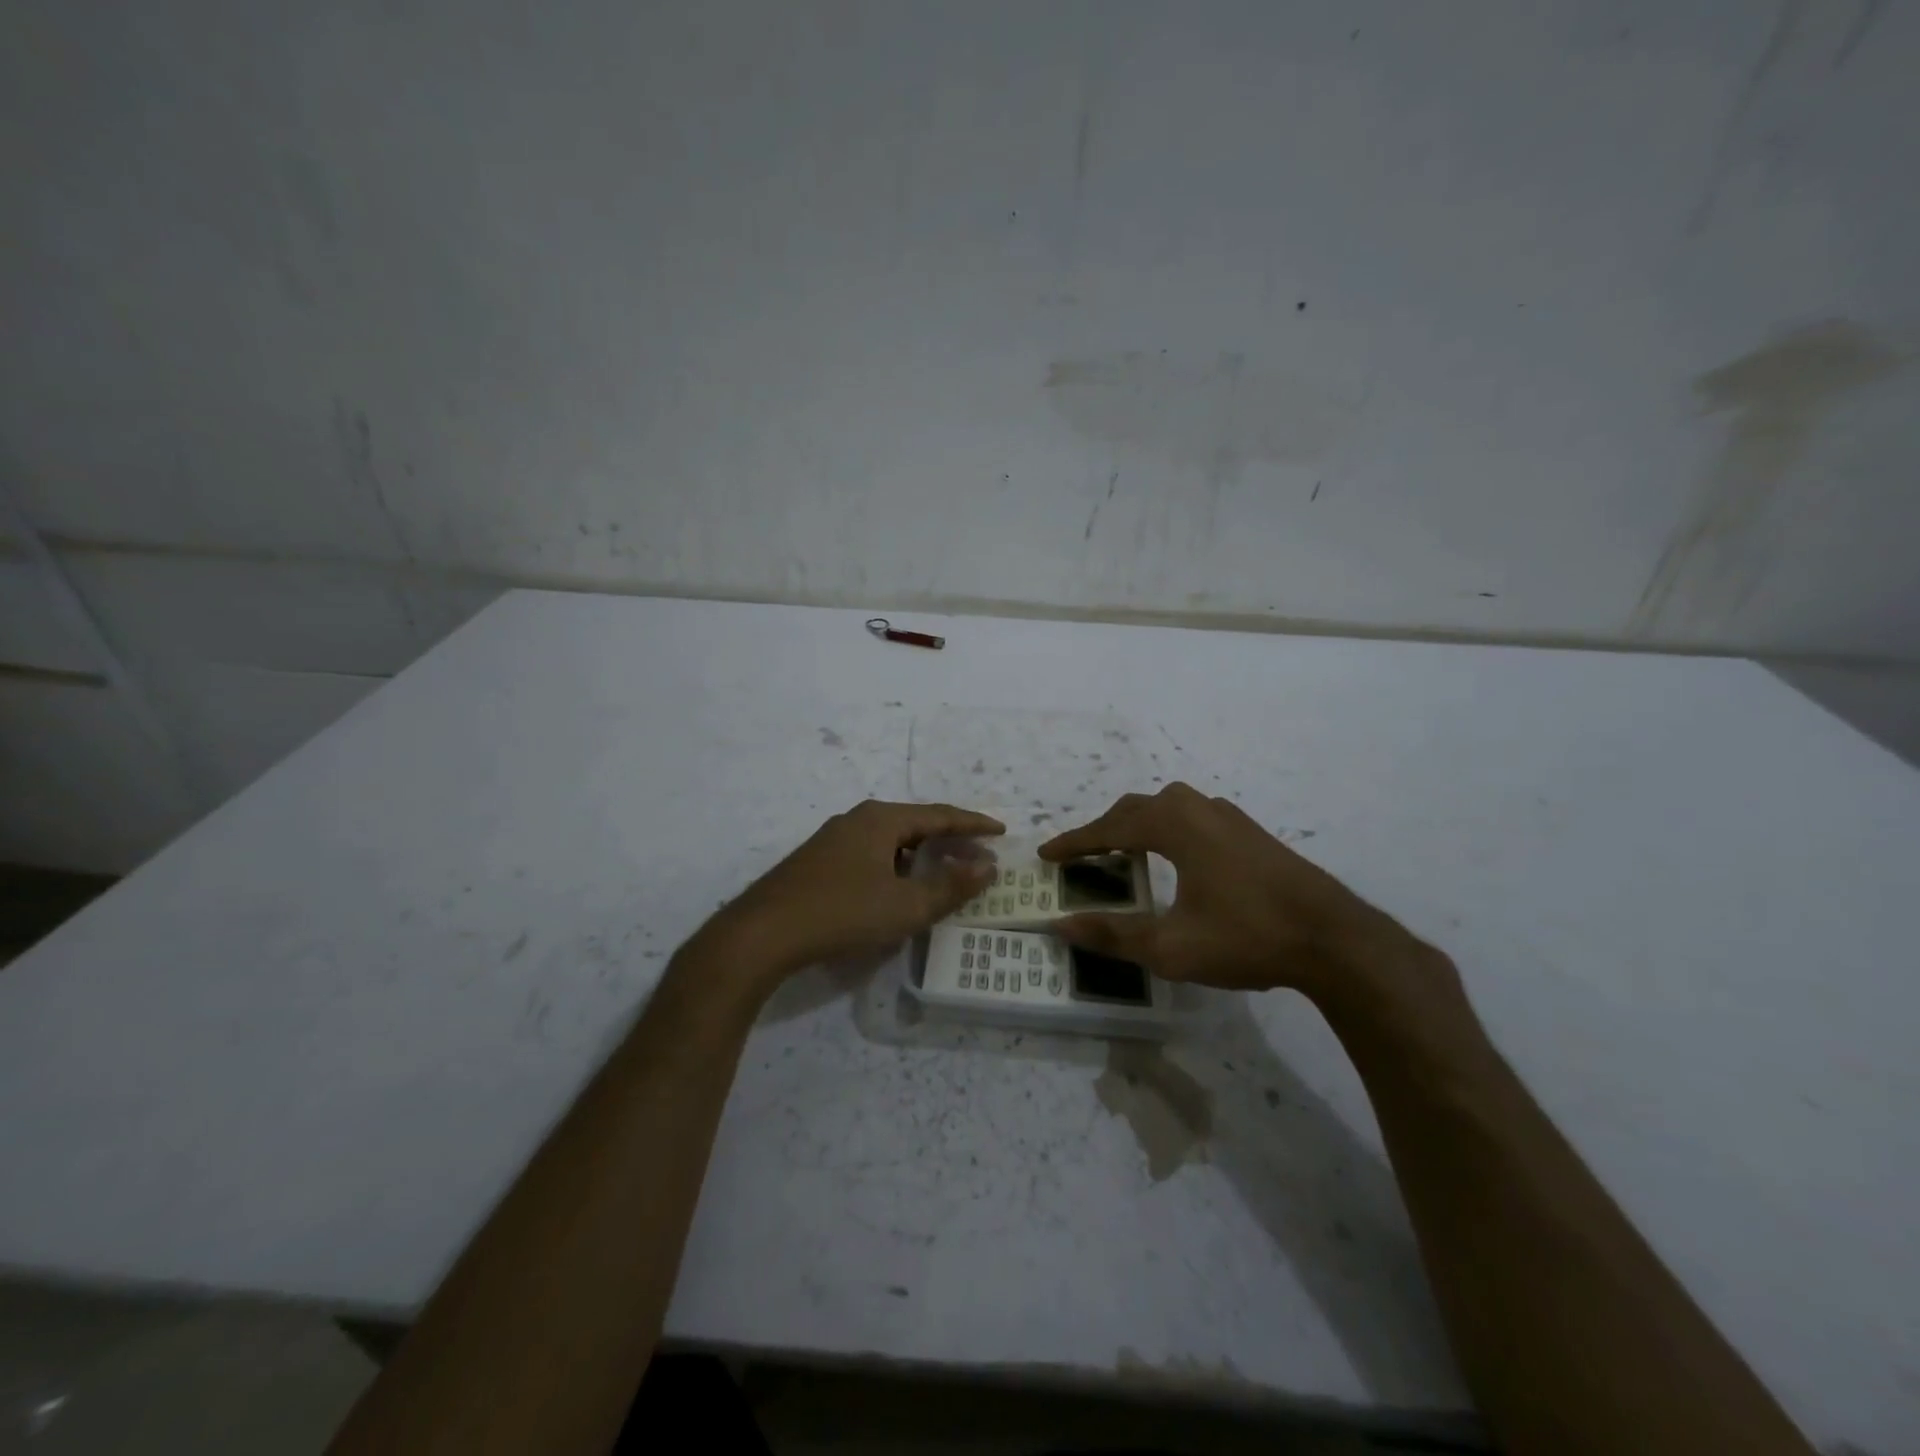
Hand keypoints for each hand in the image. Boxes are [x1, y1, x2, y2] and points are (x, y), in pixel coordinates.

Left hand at [705, 800, 1002, 989]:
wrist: (761, 934)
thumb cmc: (842, 913)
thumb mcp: (905, 905)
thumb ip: (951, 885)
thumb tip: (988, 865)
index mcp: (881, 819)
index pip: (940, 815)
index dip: (974, 824)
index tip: (1001, 831)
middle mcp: (857, 819)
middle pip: (915, 823)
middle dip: (948, 839)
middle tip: (977, 853)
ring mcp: (833, 839)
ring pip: (890, 840)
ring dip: (921, 854)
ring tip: (942, 872)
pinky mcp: (817, 861)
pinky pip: (870, 854)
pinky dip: (895, 865)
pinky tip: (896, 888)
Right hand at [1039, 783, 1435, 1004]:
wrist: (1335, 939)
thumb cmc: (1247, 937)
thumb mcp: (1171, 947)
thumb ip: (1113, 935)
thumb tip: (1061, 926)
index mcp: (1174, 825)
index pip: (1109, 828)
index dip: (1074, 843)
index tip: (1046, 855)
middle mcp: (1198, 808)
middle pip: (1136, 809)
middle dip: (1103, 831)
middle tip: (1080, 857)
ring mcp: (1229, 816)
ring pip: (1167, 808)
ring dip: (1137, 826)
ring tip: (1123, 855)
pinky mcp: (1251, 832)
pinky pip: (1192, 817)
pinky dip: (1167, 830)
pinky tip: (1175, 858)